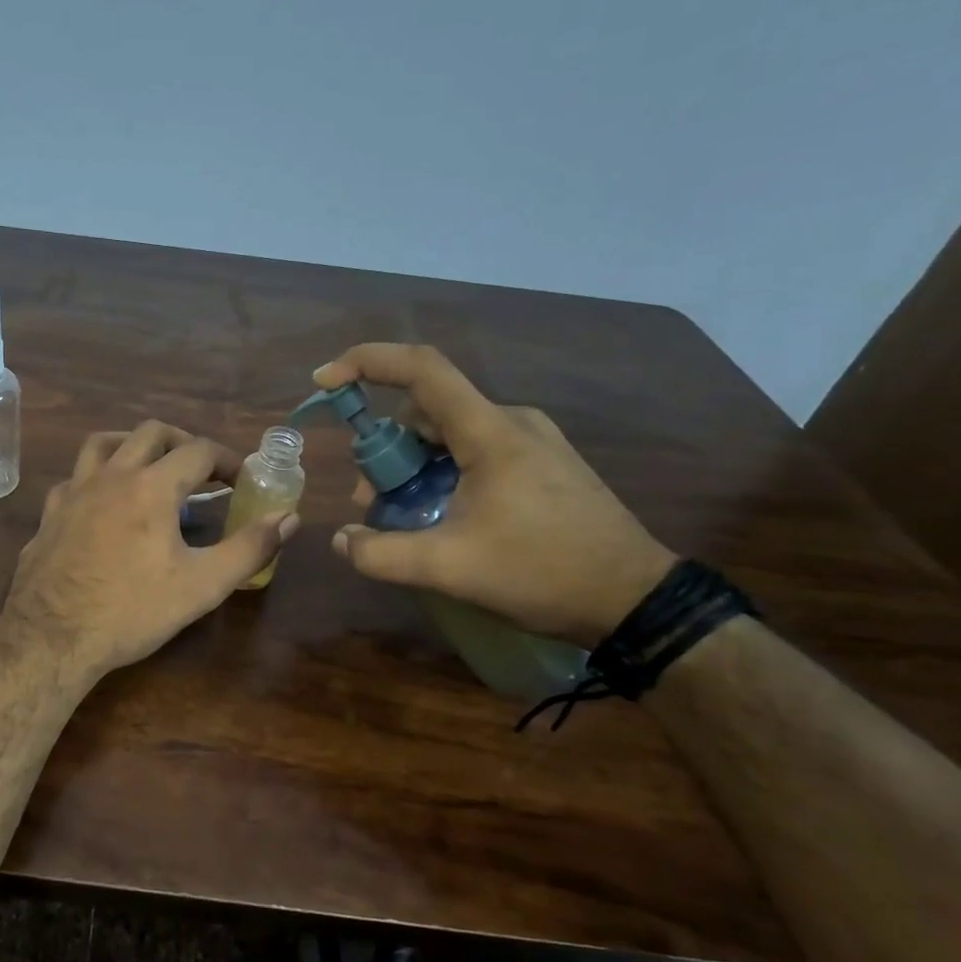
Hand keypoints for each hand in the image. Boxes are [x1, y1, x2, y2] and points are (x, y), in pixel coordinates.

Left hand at [1, 421, 299, 678]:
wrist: (52, 637)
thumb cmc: (132, 611)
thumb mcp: (203, 585)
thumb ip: (249, 548)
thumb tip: (289, 518)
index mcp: (151, 487)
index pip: (199, 451)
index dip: (228, 460)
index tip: (242, 479)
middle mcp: (111, 476)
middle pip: (150, 433)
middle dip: (183, 442)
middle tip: (201, 469)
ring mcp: (73, 492)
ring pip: (103, 443)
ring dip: (133, 445)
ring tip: (150, 466)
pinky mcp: (49, 514)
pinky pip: (75, 478)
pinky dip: (96, 478)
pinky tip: (102, 502)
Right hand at [315, 344, 675, 646]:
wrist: (634, 599)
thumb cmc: (542, 573)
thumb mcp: (449, 569)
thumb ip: (381, 554)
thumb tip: (341, 540)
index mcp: (490, 432)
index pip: (422, 370)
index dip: (367, 362)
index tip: (325, 381)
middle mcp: (512, 422)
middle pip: (427, 409)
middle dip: (385, 448)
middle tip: (368, 500)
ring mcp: (532, 441)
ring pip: (449, 432)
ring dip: (412, 464)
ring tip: (403, 515)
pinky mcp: (543, 462)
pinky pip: (475, 449)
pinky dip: (442, 471)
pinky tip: (443, 515)